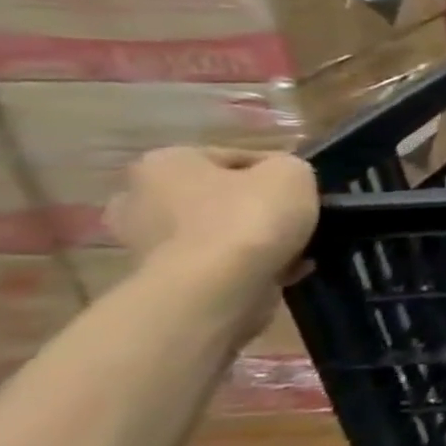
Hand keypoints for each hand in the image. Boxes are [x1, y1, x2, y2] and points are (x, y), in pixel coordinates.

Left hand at [105, 148, 317, 285]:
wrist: (215, 287)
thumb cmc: (248, 216)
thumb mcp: (292, 172)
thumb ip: (289, 167)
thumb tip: (281, 181)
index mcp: (165, 163)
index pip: (236, 157)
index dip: (277, 171)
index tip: (305, 188)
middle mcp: (140, 199)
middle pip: (218, 196)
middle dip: (253, 206)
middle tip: (292, 217)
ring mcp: (146, 244)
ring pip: (220, 232)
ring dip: (255, 239)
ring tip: (297, 249)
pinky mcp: (165, 280)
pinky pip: (219, 264)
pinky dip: (250, 266)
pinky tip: (283, 271)